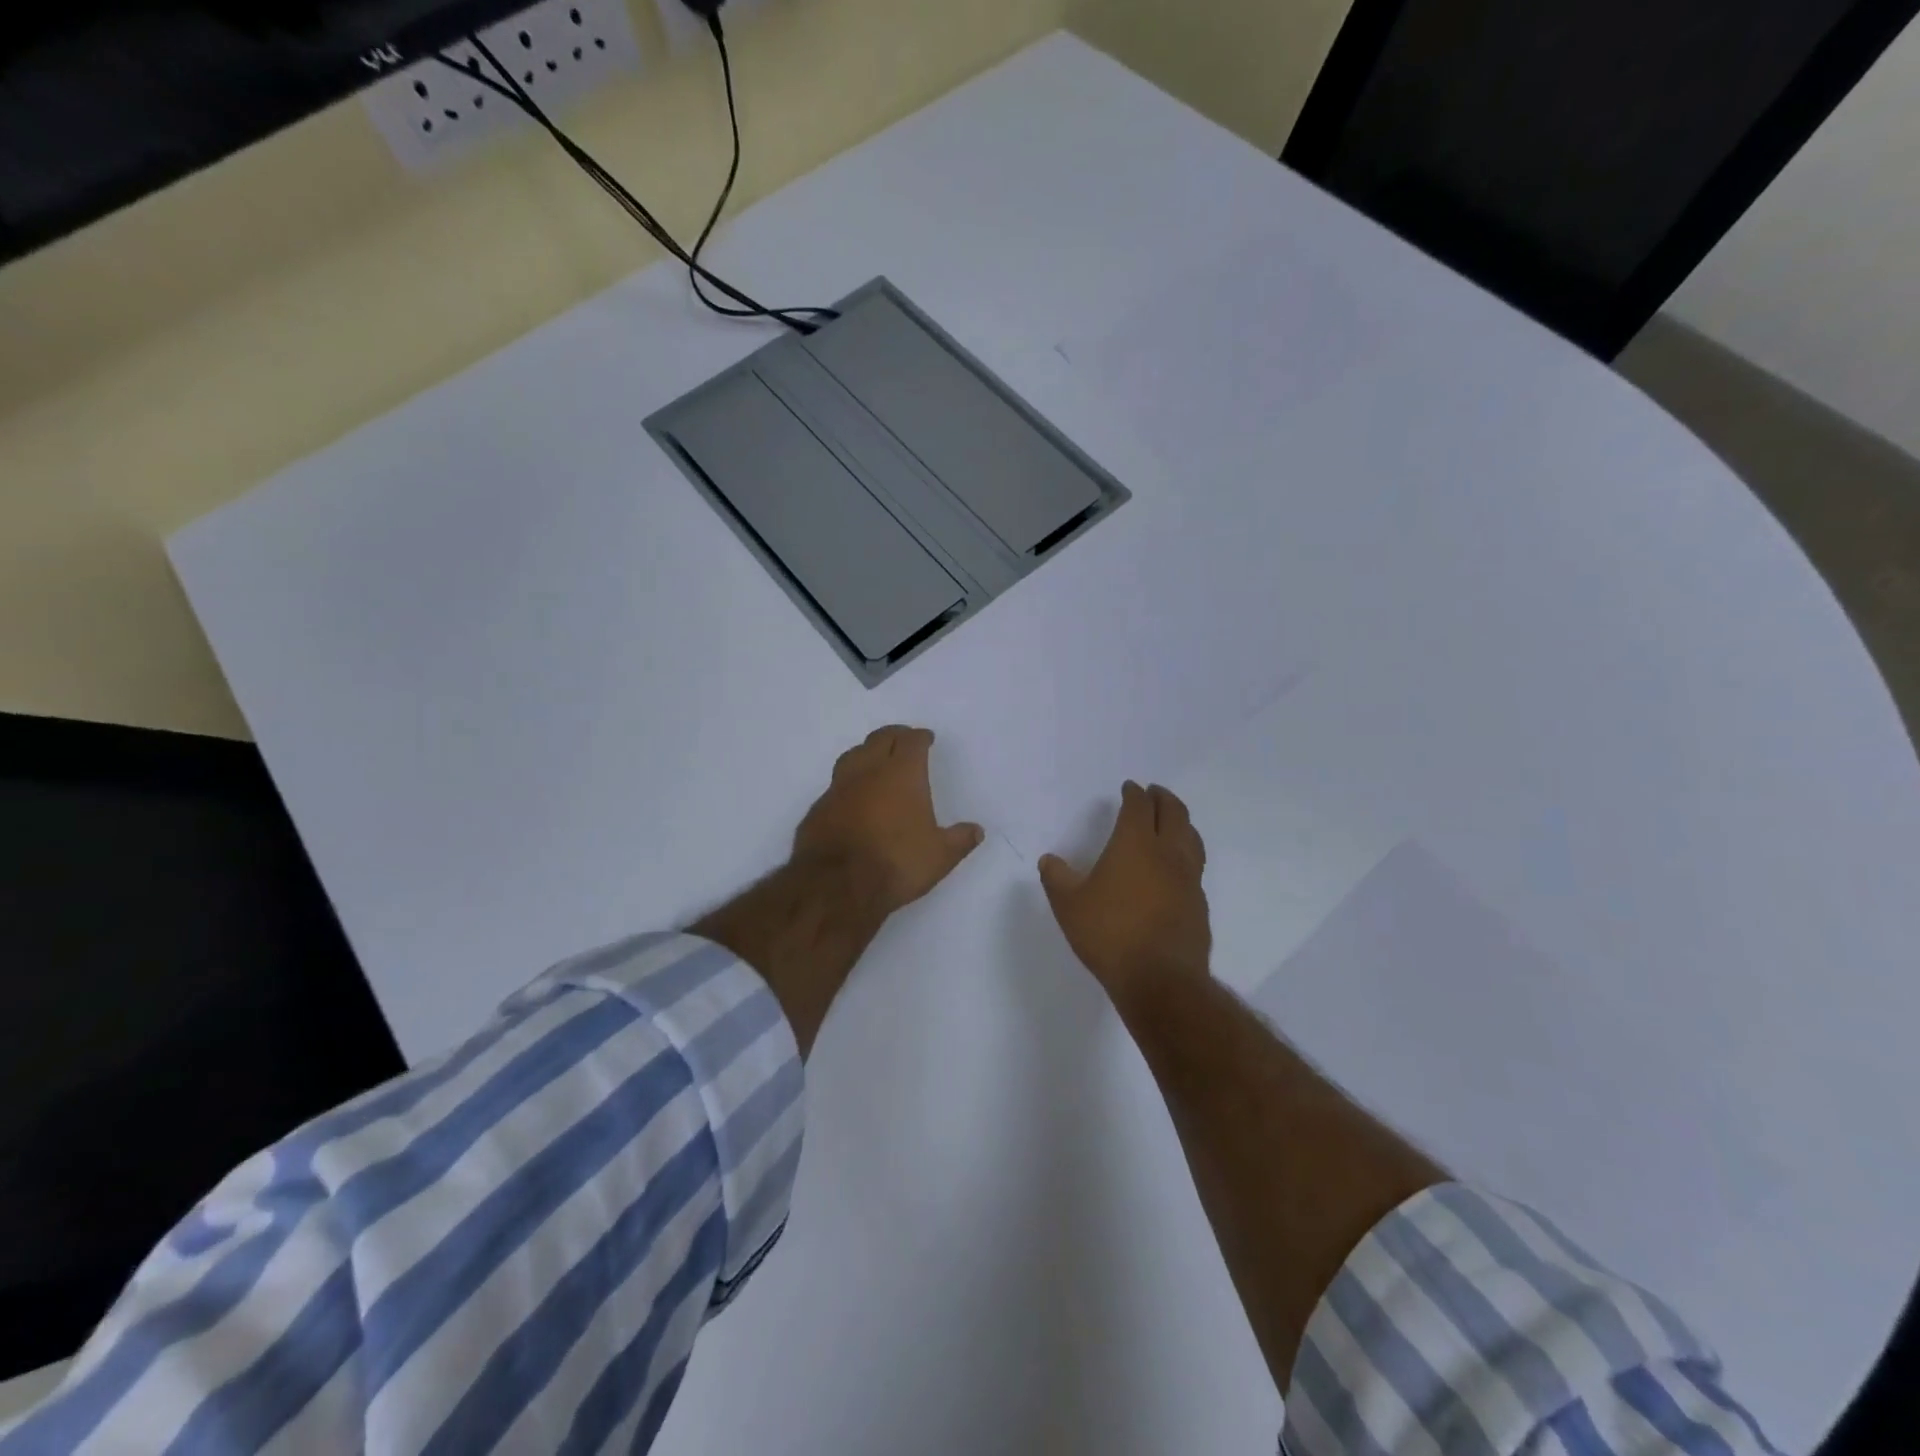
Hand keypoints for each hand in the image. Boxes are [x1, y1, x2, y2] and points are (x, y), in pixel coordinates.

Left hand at [793, 725, 984, 917]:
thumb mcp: (940, 856)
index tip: (926, 738)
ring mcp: (838, 788)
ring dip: (866, 753)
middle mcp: (868, 772)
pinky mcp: (818, 808)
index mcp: (902, 774)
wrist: (836, 885)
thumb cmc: (896, 862)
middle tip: (903, 740)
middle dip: (894, 736)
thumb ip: (959, 840)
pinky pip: (836, 785)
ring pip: (852, 756)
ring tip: (875, 760)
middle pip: (879, 739)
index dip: (920, 737)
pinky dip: (848, 784)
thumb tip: (976, 831)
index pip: (911, 742)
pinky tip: (852, 797)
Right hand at [1040, 781, 1210, 1008]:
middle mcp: (1167, 853)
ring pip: (1191, 837)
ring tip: (1173, 821)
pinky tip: (1177, 867)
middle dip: (1163, 798)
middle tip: (1155, 793)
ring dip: (1181, 822)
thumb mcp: (1069, 905)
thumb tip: (1049, 860)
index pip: (1139, 807)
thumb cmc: (1109, 934)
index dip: (1134, 794)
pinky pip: (1195, 866)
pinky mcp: (1199, 903)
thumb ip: (1057, 878)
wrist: (1160, 979)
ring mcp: (1189, 878)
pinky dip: (1186, 853)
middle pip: (1174, 813)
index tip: (1130, 788)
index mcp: (1135, 844)